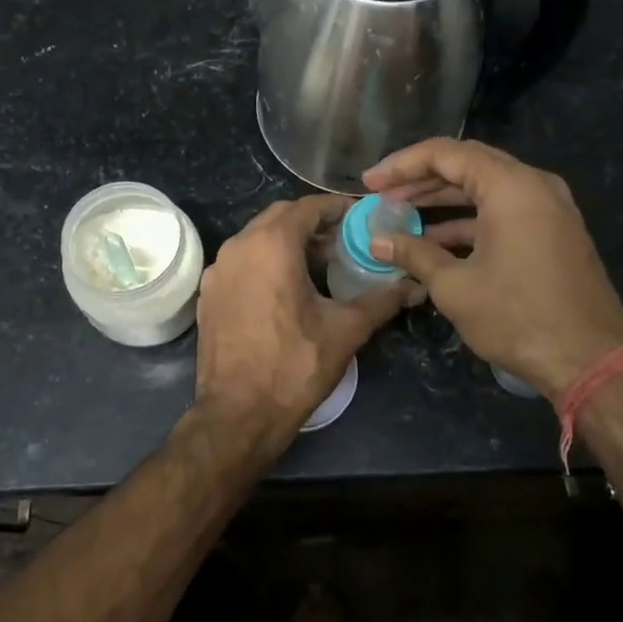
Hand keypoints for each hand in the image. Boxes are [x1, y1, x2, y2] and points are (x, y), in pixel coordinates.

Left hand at [195, 195, 417, 452]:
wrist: (238, 414)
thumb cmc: (294, 366)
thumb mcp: (345, 330)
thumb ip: (382, 300)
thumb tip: (414, 286)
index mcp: (271, 245)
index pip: (307, 207)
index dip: (337, 208)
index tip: (360, 217)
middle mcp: (238, 247)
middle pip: (279, 217)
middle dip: (312, 223)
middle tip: (343, 240)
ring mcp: (218, 271)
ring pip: (256, 239)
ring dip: (286, 242)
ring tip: (318, 264)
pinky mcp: (208, 294)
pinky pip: (240, 263)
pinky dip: (264, 262)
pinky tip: (285, 289)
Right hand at [362, 139, 622, 398]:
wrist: (590, 360)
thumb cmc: (517, 317)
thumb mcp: (455, 286)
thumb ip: (414, 254)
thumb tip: (378, 241)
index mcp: (511, 186)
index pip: (446, 154)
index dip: (401, 165)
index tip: (370, 183)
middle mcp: (534, 185)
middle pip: (468, 164)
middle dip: (420, 178)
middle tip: (383, 194)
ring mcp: (549, 208)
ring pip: (486, 188)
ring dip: (444, 199)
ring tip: (403, 214)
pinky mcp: (554, 231)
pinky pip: (505, 210)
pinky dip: (470, 219)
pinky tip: (438, 239)